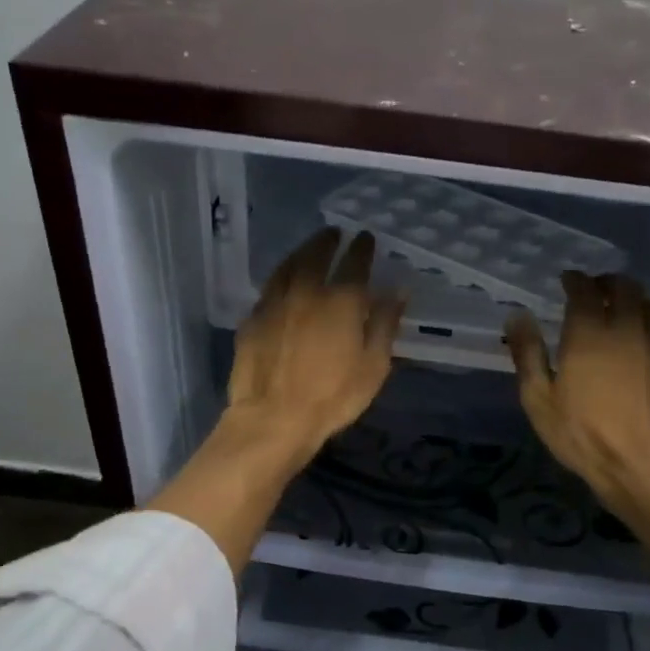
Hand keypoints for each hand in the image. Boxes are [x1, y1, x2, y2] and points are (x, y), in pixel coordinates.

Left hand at [227, 227, 405, 460]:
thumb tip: (397, 290)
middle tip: (334, 233)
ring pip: (288, 266)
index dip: (362, 248)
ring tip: (309, 248)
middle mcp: (306, 291)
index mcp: (341, 301)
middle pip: (317, 255)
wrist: (273, 418)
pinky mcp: (252, 319)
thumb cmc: (333, 397)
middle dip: (327, 241)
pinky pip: (269, 288)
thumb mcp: (373, 366)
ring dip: (301, 252)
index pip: (355, 263)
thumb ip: (386, 325)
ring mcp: (275, 303)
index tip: (366, 237)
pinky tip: (283, 282)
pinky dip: (281, 277)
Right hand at [505, 272, 649, 520]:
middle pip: (624, 287)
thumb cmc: (580, 434)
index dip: (575, 280)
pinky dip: (644, 316)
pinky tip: (631, 332)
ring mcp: (649, 346)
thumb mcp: (539, 399)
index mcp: (588, 334)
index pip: (585, 290)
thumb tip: (517, 316)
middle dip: (606, 281)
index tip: (566, 280)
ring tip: (615, 304)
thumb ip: (528, 354)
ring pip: (647, 302)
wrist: (640, 463)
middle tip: (590, 288)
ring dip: (631, 295)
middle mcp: (624, 330)